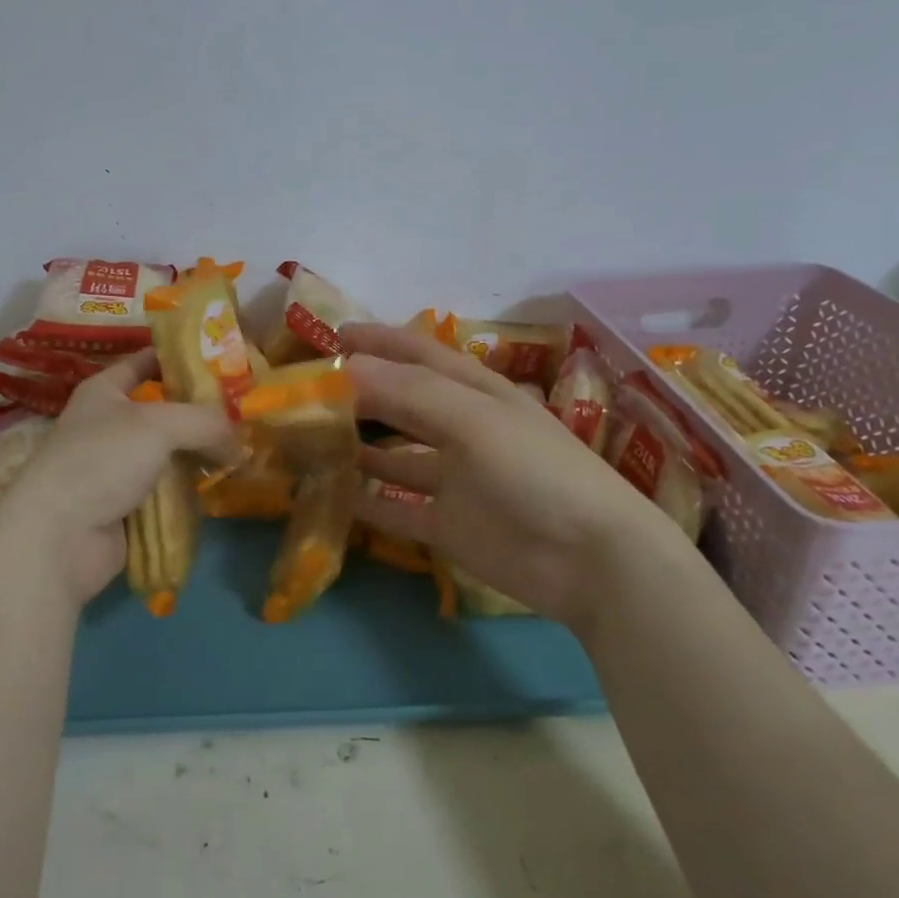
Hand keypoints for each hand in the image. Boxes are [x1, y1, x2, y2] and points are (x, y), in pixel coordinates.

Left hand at [0, 350, 239, 608]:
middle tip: (245, 413)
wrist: (58, 537)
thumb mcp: (160, 425)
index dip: (181, 358)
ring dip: (199, 455)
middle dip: (201, 413)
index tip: (224, 361)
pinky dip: (188, 490)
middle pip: (164, 411)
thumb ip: (206, 422)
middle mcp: (108, 424)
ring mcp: (115, 468)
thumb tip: (240, 440)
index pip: (146, 361)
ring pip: (168, 453)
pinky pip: (165, 490)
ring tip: (242, 452)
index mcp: (104, 391)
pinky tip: (219, 487)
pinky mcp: (125, 506)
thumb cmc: (102, 460)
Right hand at [341, 322, 692, 630]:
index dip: (379, 341)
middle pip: (401, 403)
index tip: (332, 336)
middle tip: (307, 391)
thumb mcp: (474, 419)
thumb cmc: (536, 471)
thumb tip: (342, 366)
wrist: (591, 561)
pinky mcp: (447, 525)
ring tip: (309, 440)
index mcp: (475, 393)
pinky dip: (366, 501)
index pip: (419, 355)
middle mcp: (462, 429)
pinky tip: (330, 496)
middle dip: (359, 393)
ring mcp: (454, 480)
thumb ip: (408, 392)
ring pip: (393, 456)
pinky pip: (396, 508)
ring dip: (357, 446)